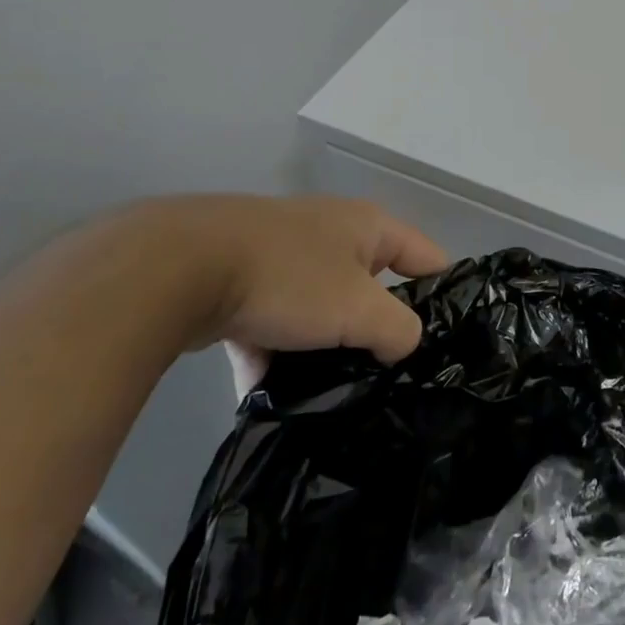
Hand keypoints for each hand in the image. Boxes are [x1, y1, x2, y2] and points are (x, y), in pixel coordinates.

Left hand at [117, 195, 447, 393]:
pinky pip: (272, 325)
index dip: (443, 294)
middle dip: (376, 331)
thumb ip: (399, 330)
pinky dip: (273, 356)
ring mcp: (281, 256)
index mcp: (366, 226)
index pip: (426, 257)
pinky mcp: (238, 282)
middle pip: (370, 288)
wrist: (177, 269)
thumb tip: (403, 345)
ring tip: (330, 395)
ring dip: (322, 349)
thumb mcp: (359, 310)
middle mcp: (329, 233)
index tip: (447, 342)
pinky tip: (270, 397)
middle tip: (388, 375)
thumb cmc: (289, 278)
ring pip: (318, 311)